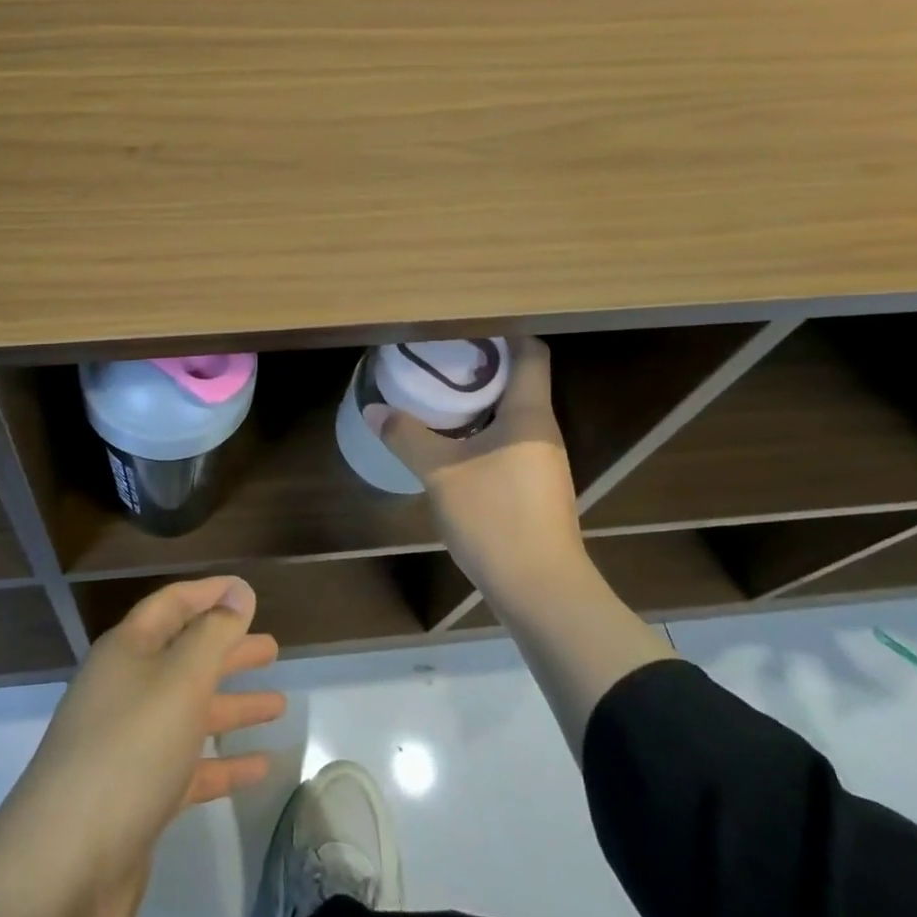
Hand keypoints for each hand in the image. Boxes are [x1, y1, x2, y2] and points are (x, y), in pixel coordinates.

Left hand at [0, 576, 284, 916]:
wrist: (63, 870)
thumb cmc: (128, 751)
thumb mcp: (179, 680)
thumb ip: (213, 635)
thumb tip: (238, 592)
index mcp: (127, 651)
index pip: (172, 605)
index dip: (209, 593)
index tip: (247, 591)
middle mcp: (125, 690)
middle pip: (183, 657)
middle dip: (226, 650)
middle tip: (272, 648)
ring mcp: (129, 746)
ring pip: (189, 712)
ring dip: (231, 705)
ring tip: (277, 703)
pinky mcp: (138, 798)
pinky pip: (188, 767)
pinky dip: (223, 763)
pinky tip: (260, 767)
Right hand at [368, 337, 586, 593]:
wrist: (542, 591)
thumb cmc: (496, 518)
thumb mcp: (440, 473)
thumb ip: (406, 436)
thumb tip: (374, 409)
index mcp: (529, 415)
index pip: (530, 353)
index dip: (504, 333)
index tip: (465, 326)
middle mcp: (543, 430)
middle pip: (520, 380)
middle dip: (481, 366)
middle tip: (438, 357)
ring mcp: (543, 461)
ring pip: (513, 413)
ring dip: (480, 401)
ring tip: (438, 394)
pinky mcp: (536, 486)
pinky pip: (510, 440)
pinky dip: (483, 430)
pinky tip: (452, 441)